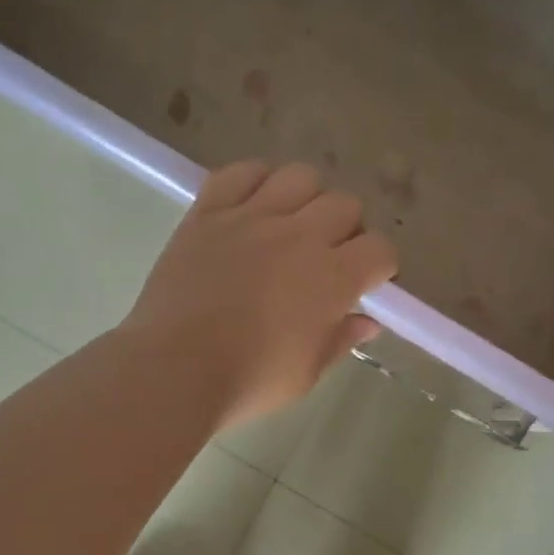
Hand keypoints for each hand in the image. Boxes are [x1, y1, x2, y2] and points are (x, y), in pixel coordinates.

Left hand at [122, 162, 398, 430]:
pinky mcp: (208, 213)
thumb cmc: (247, 381)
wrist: (174, 369)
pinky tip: (250, 207)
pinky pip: (239, 173)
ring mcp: (251, 217)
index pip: (380, 249)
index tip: (364, 284)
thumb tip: (366, 321)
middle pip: (345, 205)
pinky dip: (252, 182)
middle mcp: (299, 235)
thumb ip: (340, 341)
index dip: (379, 266)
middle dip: (346, 231)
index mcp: (332, 278)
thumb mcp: (305, 374)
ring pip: (300, 176)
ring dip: (306, 199)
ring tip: (290, 227)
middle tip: (326, 259)